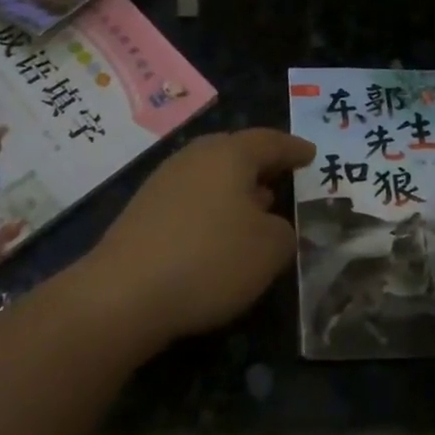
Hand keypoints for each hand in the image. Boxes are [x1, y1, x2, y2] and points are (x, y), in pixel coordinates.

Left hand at [85, 129, 313, 345]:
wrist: (123, 293)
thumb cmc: (209, 259)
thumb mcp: (269, 250)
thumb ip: (284, 232)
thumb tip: (273, 225)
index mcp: (230, 154)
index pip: (271, 141)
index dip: (294, 149)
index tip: (311, 154)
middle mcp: (196, 155)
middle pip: (237, 152)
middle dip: (262, 165)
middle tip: (284, 177)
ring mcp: (165, 180)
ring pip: (212, 174)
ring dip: (236, 189)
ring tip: (256, 208)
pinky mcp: (145, 209)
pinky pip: (191, 197)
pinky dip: (212, 208)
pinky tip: (217, 234)